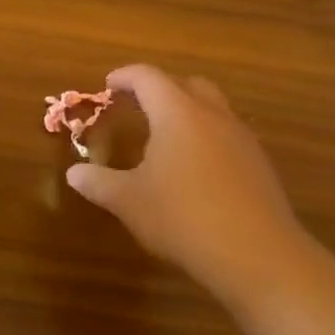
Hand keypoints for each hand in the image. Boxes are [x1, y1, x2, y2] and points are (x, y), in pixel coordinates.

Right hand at [66, 65, 316, 312]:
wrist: (259, 257)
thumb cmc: (183, 218)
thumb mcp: (129, 201)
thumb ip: (99, 183)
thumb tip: (74, 173)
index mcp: (177, 114)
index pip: (148, 78)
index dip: (125, 77)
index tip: (108, 85)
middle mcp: (213, 117)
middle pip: (188, 84)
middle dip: (161, 89)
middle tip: (138, 106)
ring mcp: (242, 140)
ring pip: (214, 109)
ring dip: (188, 113)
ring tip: (166, 139)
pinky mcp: (260, 166)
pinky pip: (229, 136)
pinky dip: (207, 139)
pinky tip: (195, 171)